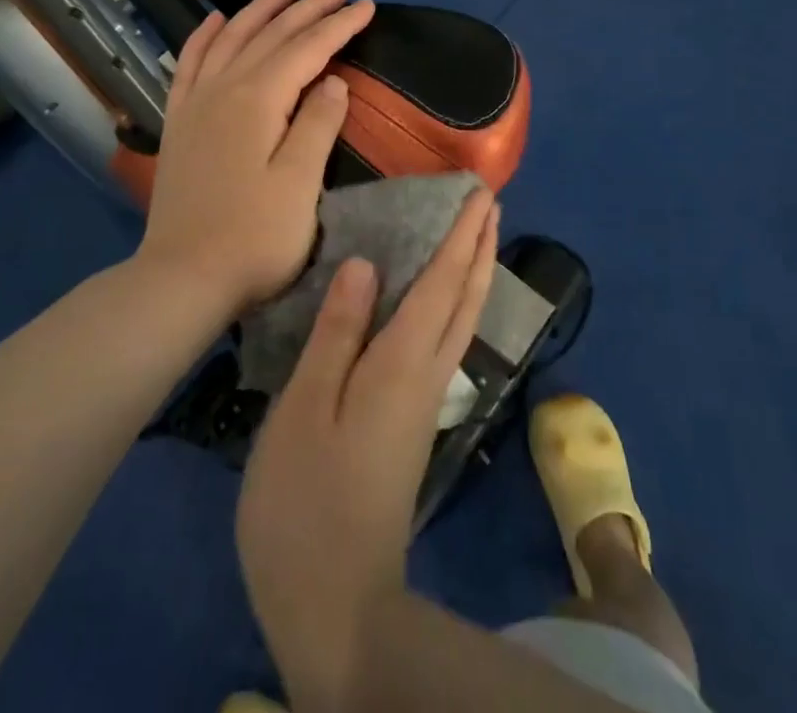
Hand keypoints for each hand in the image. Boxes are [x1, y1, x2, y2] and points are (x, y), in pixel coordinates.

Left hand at [138, 0, 375, 321]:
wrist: (183, 277)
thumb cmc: (254, 237)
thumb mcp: (300, 184)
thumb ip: (317, 124)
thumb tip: (332, 80)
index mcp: (258, 100)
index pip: (307, 49)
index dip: (338, 25)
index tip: (366, 5)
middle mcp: (224, 88)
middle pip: (271, 36)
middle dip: (308, 8)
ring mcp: (196, 103)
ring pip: (231, 39)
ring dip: (260, 9)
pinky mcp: (180, 121)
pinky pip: (190, 63)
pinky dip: (205, 36)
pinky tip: (214, 20)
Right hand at [236, 189, 500, 709]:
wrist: (336, 601)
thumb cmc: (305, 498)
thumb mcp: (305, 408)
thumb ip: (337, 332)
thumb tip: (366, 263)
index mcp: (401, 364)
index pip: (441, 284)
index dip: (460, 236)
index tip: (479, 194)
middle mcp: (425, 375)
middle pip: (465, 299)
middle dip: (480, 246)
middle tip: (490, 203)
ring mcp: (423, 402)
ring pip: (462, 322)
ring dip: (474, 273)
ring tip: (478, 238)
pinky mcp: (413, 423)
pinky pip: (445, 342)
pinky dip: (455, 305)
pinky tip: (441, 304)